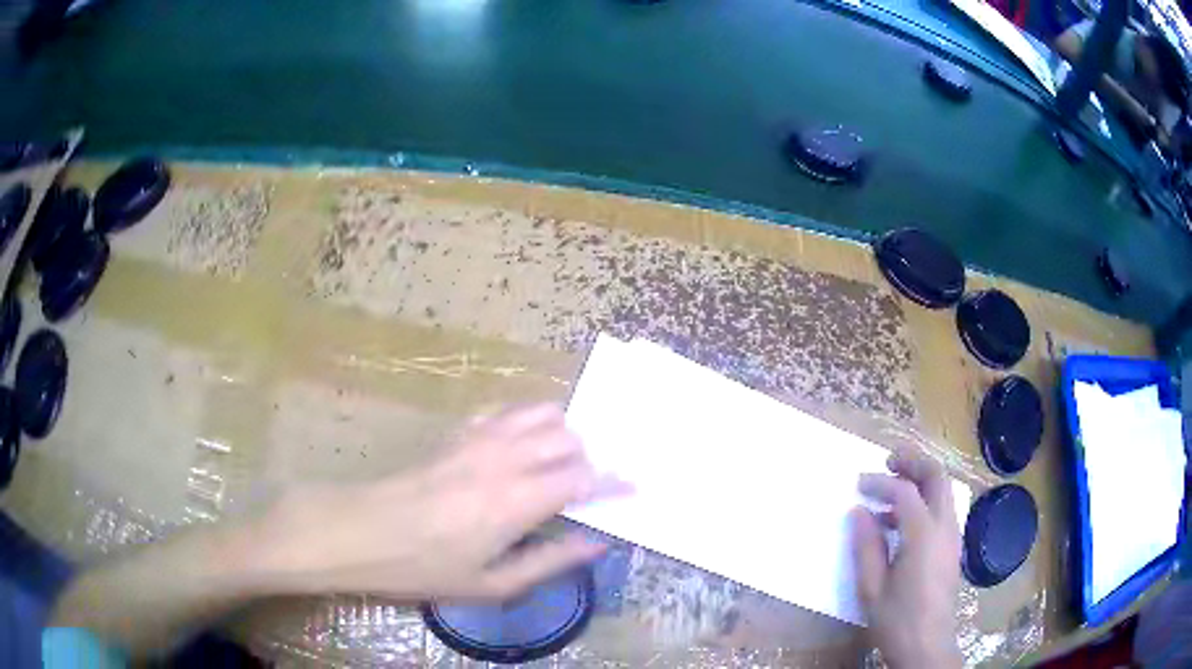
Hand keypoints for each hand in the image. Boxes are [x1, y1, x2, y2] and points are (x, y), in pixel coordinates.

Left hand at [247, 403, 623, 601]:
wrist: (362, 531)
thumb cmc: (426, 567)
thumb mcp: (493, 583)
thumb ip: (551, 562)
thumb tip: (597, 544)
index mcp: (518, 500)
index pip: (584, 477)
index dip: (616, 481)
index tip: (636, 485)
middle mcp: (505, 457)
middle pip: (569, 437)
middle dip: (590, 458)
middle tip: (591, 486)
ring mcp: (479, 437)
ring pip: (541, 413)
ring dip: (562, 433)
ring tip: (561, 463)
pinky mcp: (458, 431)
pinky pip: (505, 409)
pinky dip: (527, 420)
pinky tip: (521, 444)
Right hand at [850, 454, 962, 667]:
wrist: (928, 645)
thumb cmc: (897, 620)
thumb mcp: (872, 588)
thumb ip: (866, 546)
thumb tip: (860, 512)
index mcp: (924, 535)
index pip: (904, 492)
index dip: (880, 483)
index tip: (858, 484)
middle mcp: (944, 527)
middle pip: (937, 476)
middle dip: (913, 462)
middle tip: (888, 461)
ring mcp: (953, 536)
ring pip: (943, 491)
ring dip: (920, 481)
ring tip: (891, 491)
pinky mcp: (952, 548)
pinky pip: (942, 510)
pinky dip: (924, 502)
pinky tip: (901, 523)